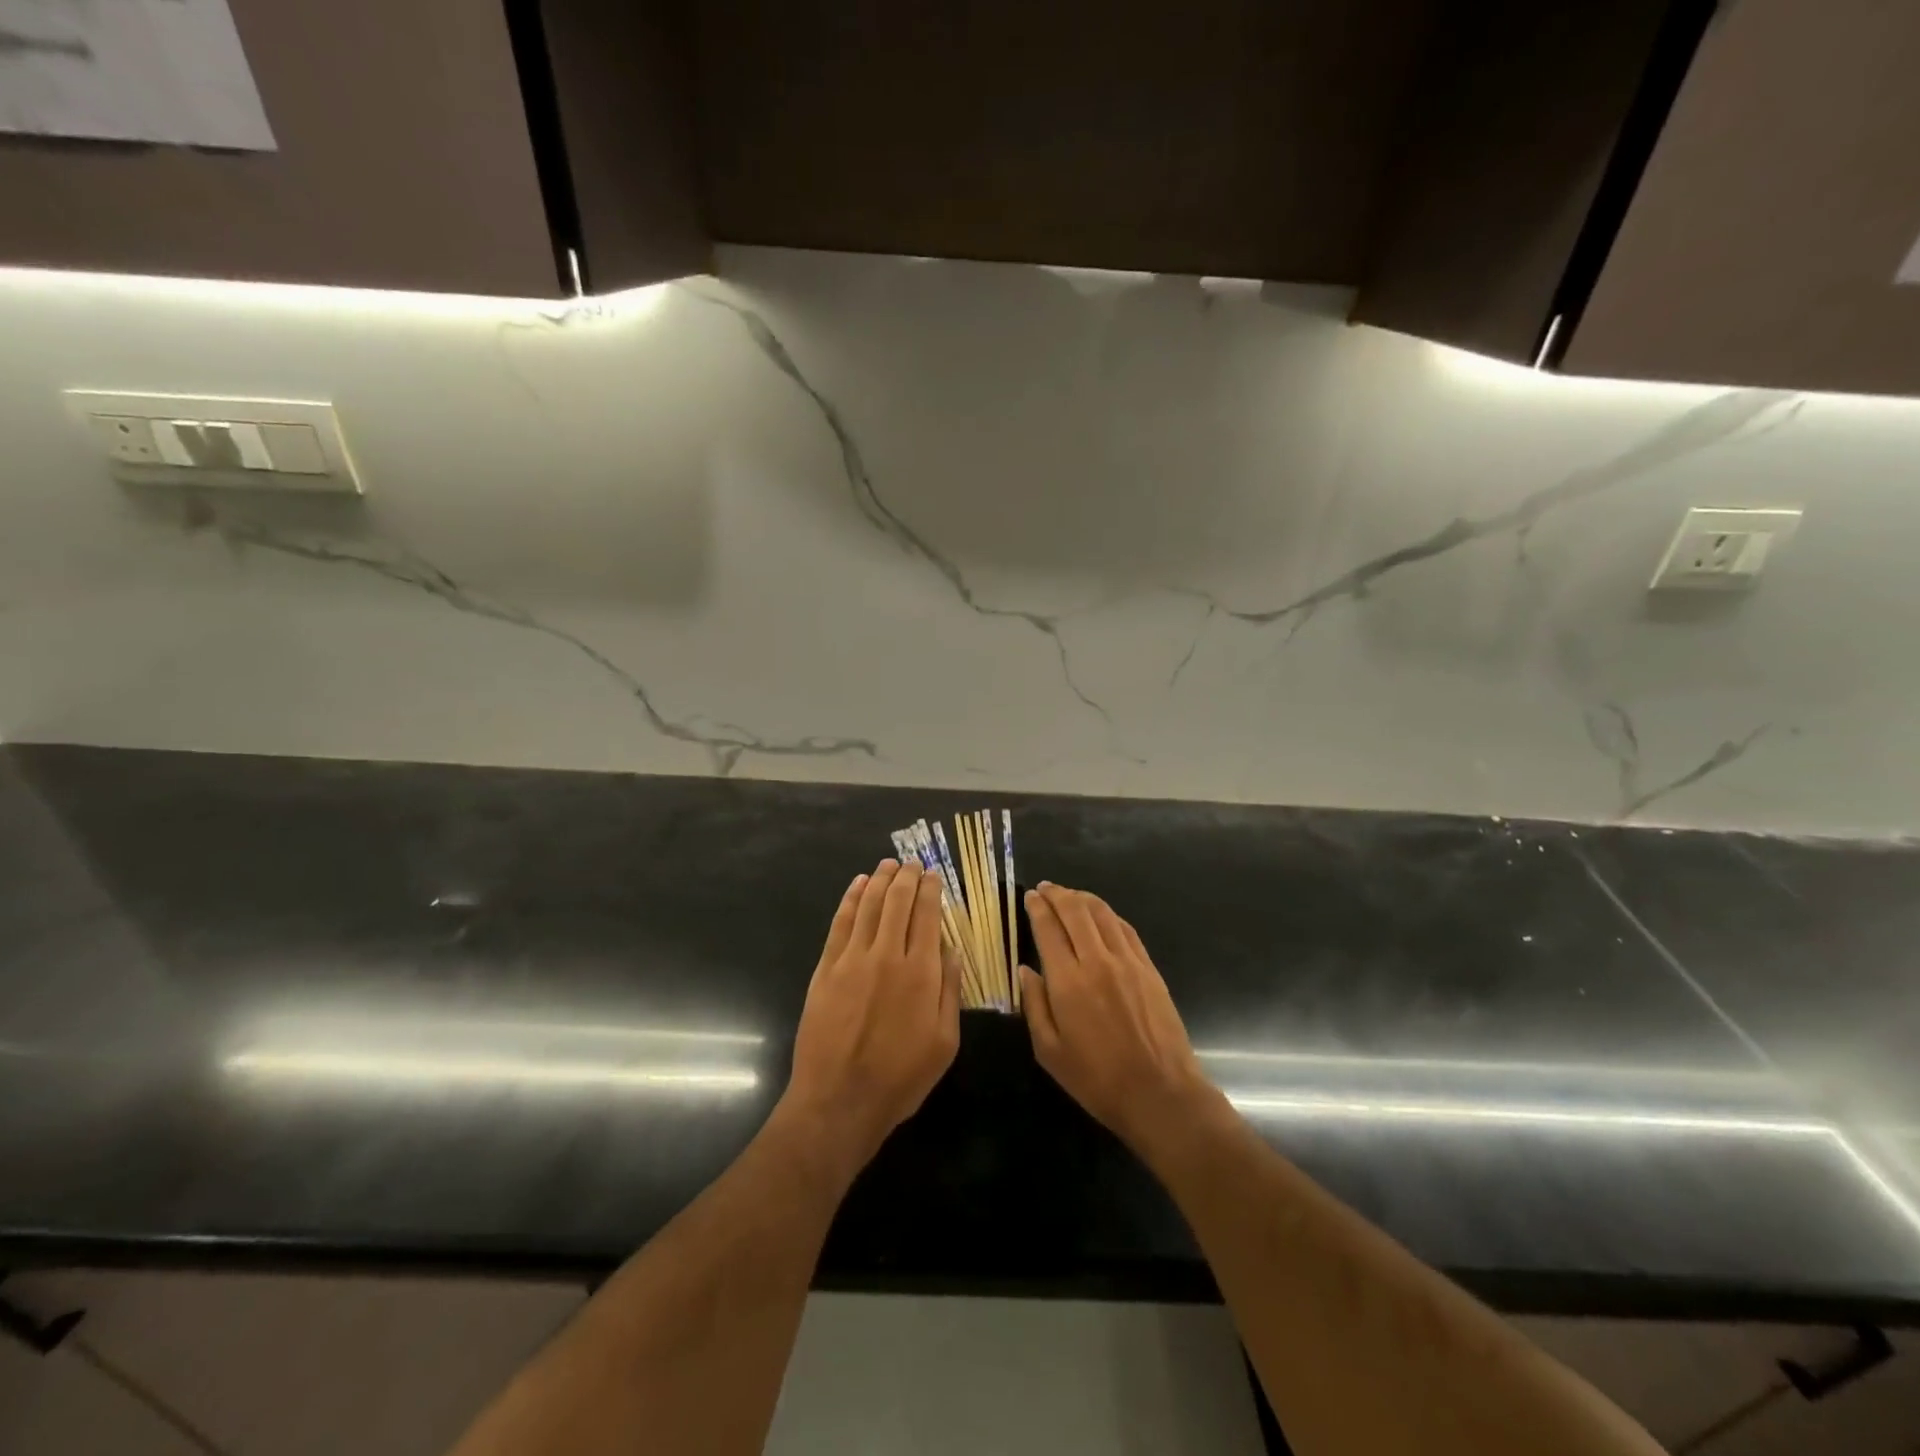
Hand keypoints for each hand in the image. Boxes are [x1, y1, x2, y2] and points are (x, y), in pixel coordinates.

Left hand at [780, 860, 960, 1178]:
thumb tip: (952, 950)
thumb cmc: (900, 1077)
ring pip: (868, 906)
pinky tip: (857, 886)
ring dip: (880, 880)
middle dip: (907, 877)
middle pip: (897, 902)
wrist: (839, 1100)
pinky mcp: (826, 969)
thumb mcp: (944, 1042)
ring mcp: (852, 959)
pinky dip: (850, 899)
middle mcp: (887, 956)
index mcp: (921, 973)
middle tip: (912, 863)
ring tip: (888, 864)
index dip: (931, 890)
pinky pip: (840, 923)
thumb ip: (950, 991)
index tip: (934, 875)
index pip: (927, 916)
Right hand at [1020, 882, 1219, 1159]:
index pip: (1048, 928)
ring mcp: (1127, 961)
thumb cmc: (1097, 1079)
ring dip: (1082, 898)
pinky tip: (1100, 915)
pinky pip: (1125, 929)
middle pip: (1075, 911)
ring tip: (1069, 895)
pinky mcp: (1149, 968)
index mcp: (1068, 981)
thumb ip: (1033, 1005)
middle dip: (1057, 894)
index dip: (1036, 907)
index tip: (1029, 897)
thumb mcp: (1049, 1051)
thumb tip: (1025, 970)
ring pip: (1102, 913)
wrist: (1160, 1093)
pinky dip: (1108, 914)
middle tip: (1045, 888)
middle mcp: (1097, 961)